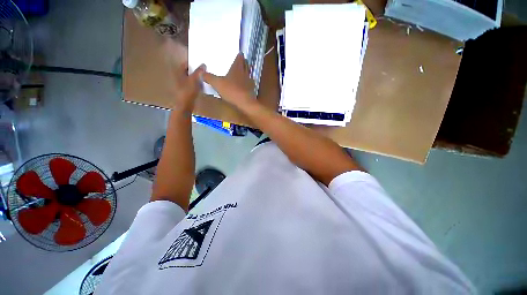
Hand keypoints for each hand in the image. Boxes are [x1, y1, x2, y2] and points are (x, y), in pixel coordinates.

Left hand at [172, 63, 205, 112]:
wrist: (185, 105)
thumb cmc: (188, 91)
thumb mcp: (195, 79)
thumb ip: (199, 71)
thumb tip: (203, 65)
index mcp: (178, 72)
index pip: (186, 64)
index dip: (193, 63)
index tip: (201, 64)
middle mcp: (178, 77)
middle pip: (188, 71)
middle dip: (196, 71)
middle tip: (204, 71)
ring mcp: (182, 85)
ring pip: (191, 79)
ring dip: (197, 78)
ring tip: (204, 79)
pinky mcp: (186, 91)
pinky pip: (192, 85)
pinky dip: (197, 84)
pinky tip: (202, 87)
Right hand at [203, 53, 257, 110]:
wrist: (244, 102)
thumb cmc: (231, 90)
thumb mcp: (217, 83)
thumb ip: (209, 77)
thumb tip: (201, 72)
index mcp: (237, 68)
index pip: (239, 58)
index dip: (239, 56)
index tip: (240, 53)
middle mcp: (245, 73)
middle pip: (246, 65)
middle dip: (244, 63)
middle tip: (242, 61)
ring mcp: (250, 81)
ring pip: (249, 74)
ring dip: (247, 72)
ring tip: (244, 72)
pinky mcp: (252, 90)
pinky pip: (251, 84)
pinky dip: (249, 83)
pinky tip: (246, 85)